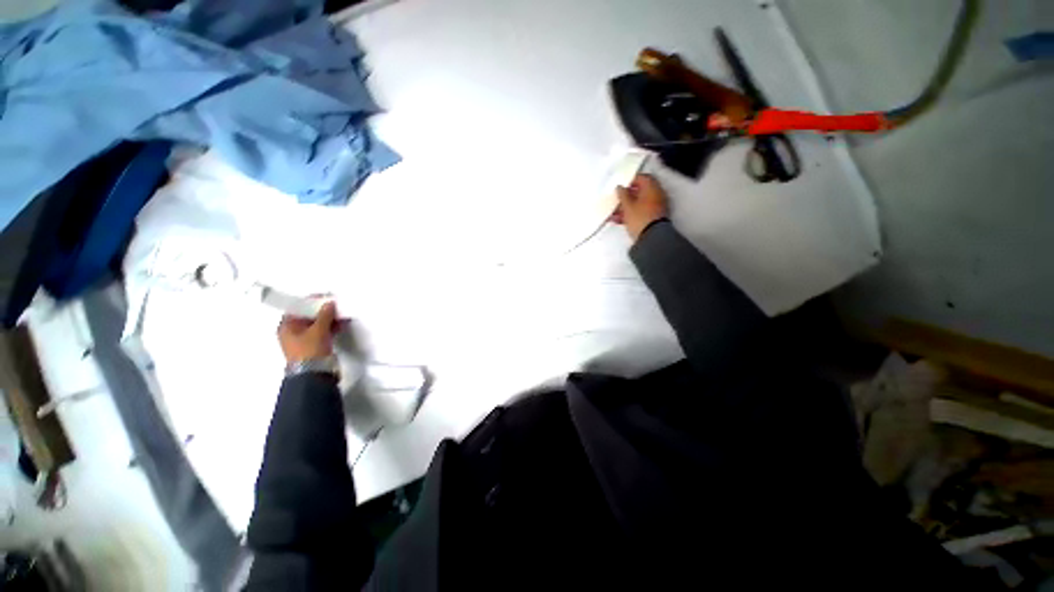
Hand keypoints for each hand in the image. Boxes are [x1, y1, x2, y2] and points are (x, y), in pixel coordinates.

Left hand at [277, 302, 338, 364]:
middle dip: (323, 311)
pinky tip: (342, 324)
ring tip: (342, 314)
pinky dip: (332, 327)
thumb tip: (329, 303)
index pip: (298, 308)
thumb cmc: (310, 350)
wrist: (314, 373)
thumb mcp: (318, 330)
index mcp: (286, 326)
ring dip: (329, 319)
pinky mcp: (315, 345)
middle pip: (308, 316)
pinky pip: (323, 332)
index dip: (310, 301)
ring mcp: (304, 339)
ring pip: (317, 324)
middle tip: (335, 305)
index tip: (324, 297)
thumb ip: (324, 315)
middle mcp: (293, 332)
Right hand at [612, 174, 668, 241]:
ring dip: (626, 207)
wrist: (652, 238)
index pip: (642, 178)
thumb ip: (622, 195)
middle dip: (626, 197)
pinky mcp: (653, 218)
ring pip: (639, 203)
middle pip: (640, 192)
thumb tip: (620, 187)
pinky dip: (631, 214)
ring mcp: (656, 207)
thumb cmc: (639, 217)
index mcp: (652, 188)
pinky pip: (641, 212)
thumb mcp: (627, 206)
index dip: (630, 181)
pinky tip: (619, 221)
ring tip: (614, 214)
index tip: (621, 187)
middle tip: (616, 201)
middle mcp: (656, 195)